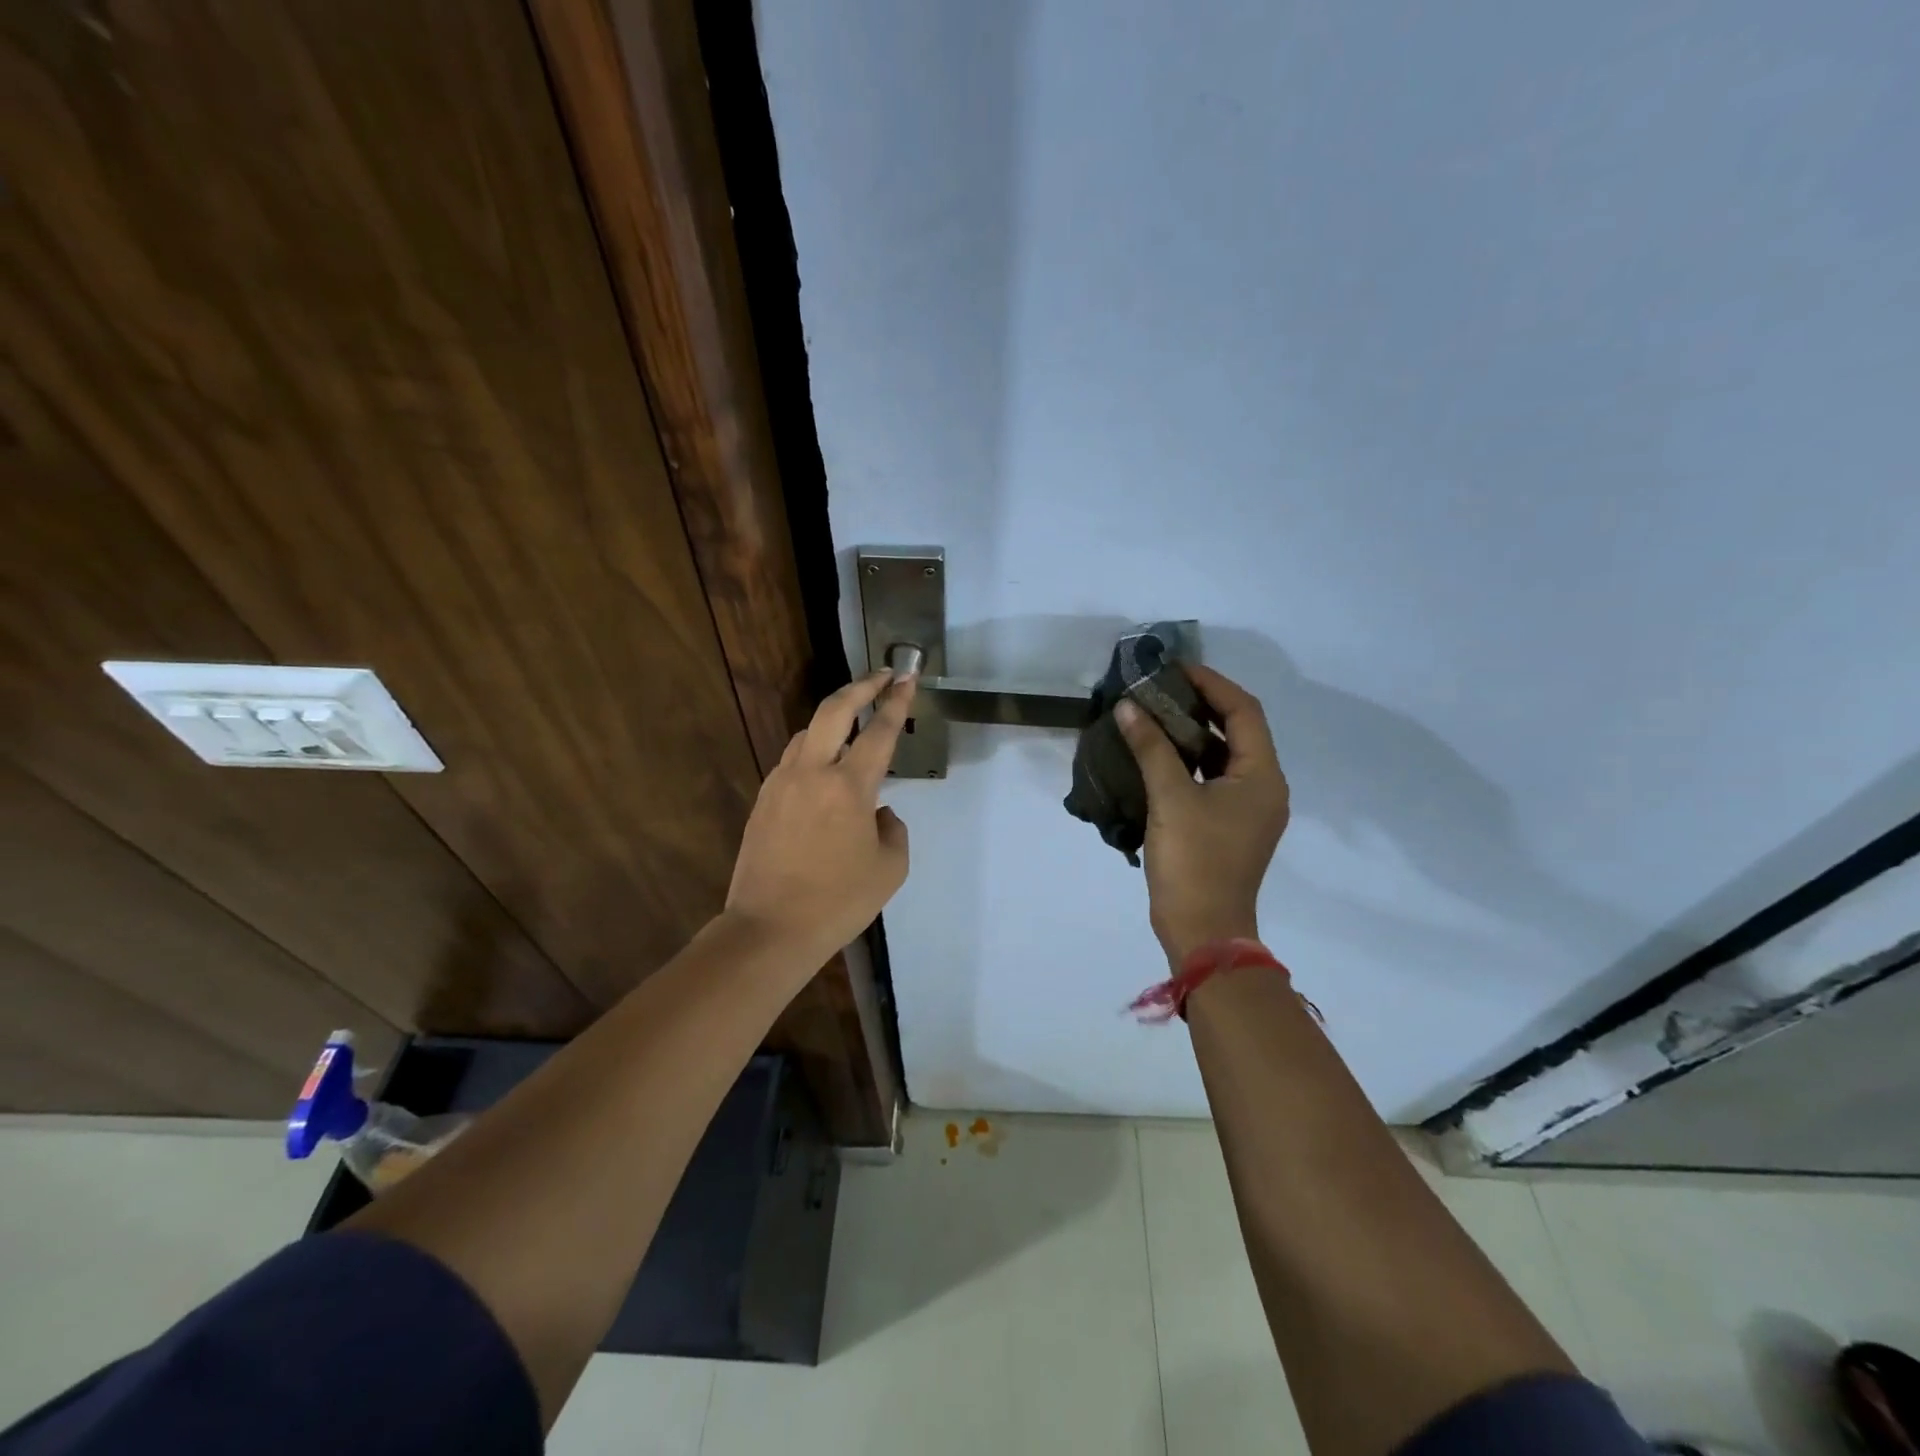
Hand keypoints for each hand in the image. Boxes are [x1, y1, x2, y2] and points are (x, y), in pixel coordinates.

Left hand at [724, 670, 914, 966]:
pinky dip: (814, 750)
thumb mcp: (890, 868)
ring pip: (809, 732)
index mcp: (849, 787)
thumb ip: (892, 828)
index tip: (907, 676)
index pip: (879, 731)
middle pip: (834, 709)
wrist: (770, 928)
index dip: (897, 701)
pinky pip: (793, 760)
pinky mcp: (764, 799)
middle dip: (861, 685)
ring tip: (854, 723)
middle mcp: (812, 772)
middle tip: (881, 675)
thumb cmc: (838, 902)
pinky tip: (824, 768)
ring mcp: (782, 782)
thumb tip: (878, 812)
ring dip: (834, 719)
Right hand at [1115, 664, 1289, 964]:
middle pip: (1237, 731)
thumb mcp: (1170, 799)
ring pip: (1223, 756)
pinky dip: (1188, 762)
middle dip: (1201, 706)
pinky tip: (1156, 756)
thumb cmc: (1194, 861)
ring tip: (1154, 715)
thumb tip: (1129, 706)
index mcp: (1262, 777)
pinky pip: (1212, 780)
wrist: (1203, 930)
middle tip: (1161, 689)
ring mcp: (1248, 810)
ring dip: (1192, 734)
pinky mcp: (1228, 827)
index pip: (1244, 711)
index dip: (1212, 684)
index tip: (1175, 669)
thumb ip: (1151, 748)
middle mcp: (1264, 788)